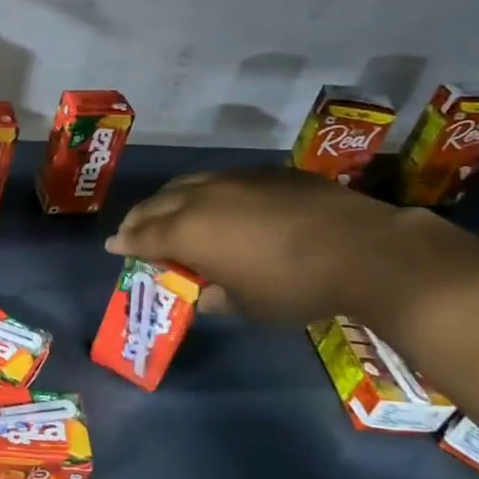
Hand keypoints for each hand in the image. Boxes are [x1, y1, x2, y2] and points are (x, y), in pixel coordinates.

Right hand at [105, 167, 478, 324]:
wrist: (364, 251)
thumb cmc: (294, 287)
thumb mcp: (247, 305)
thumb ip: (216, 296)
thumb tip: (204, 294)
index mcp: (188, 232)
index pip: (143, 236)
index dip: (126, 242)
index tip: (114, 247)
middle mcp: (201, 198)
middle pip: (157, 204)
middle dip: (140, 218)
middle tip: (133, 230)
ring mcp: (235, 179)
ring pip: (186, 184)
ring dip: (169, 200)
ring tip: (168, 212)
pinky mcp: (267, 173)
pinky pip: (221, 179)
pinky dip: (205, 192)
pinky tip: (217, 203)